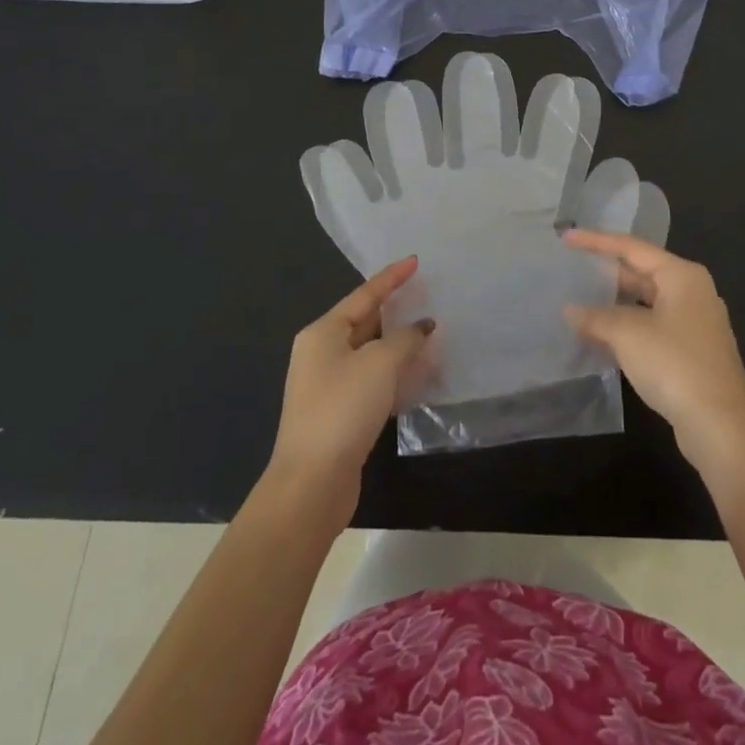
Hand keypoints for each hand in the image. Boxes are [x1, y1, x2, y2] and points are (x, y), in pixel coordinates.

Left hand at [268, 256, 433, 520]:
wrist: (311, 484)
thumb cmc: (342, 409)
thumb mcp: (380, 363)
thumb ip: (406, 338)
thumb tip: (423, 326)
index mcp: (323, 332)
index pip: (364, 294)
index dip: (392, 277)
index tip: (416, 261)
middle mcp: (322, 354)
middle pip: (366, 322)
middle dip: (398, 312)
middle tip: (430, 297)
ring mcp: (329, 386)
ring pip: (372, 354)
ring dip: (400, 346)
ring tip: (433, 335)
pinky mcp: (340, 414)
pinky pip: (373, 381)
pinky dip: (396, 375)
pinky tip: (421, 377)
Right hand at [563, 230, 744, 481]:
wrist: (720, 426)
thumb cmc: (675, 365)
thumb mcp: (628, 335)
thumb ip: (597, 317)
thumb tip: (571, 311)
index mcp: (682, 275)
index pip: (632, 248)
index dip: (597, 241)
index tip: (567, 238)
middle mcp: (693, 291)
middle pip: (642, 272)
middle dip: (607, 274)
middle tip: (572, 269)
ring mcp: (696, 322)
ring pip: (647, 302)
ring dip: (615, 305)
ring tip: (580, 302)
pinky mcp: (693, 351)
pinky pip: (653, 326)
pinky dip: (628, 327)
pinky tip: (603, 337)